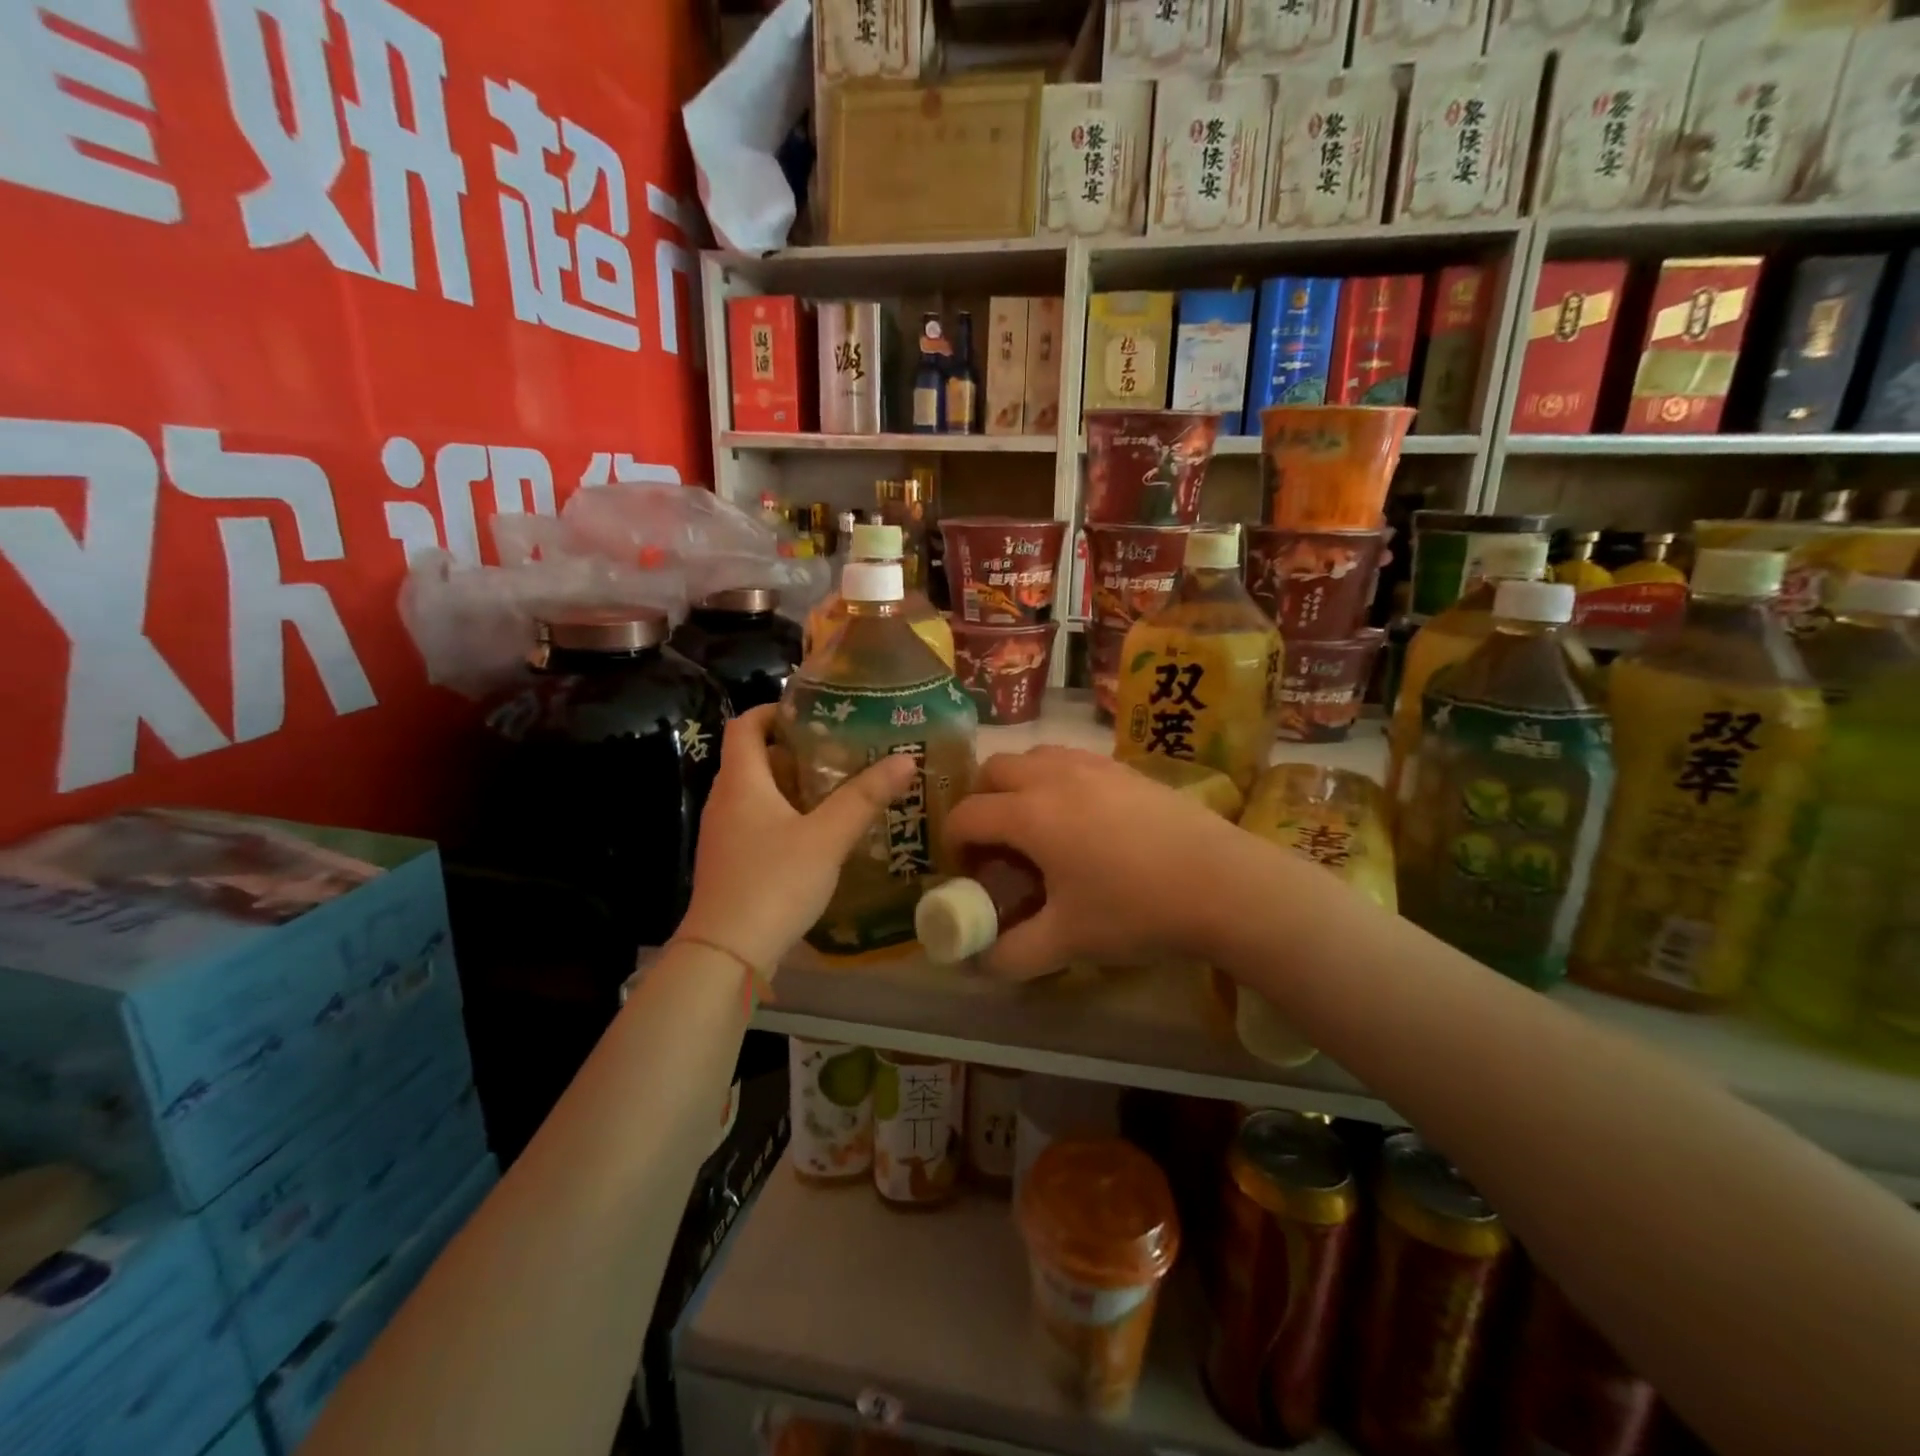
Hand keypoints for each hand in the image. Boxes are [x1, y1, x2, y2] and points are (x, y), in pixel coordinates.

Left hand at [679, 705, 917, 972]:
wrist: (727, 955)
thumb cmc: (773, 883)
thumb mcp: (826, 837)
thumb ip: (865, 798)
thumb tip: (905, 759)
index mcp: (741, 782)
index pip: (746, 725)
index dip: (774, 710)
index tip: (814, 712)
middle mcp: (725, 801)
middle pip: (755, 759)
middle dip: (796, 751)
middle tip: (842, 750)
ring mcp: (724, 835)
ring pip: (759, 794)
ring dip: (794, 786)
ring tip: (840, 788)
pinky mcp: (731, 863)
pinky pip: (759, 823)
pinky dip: (787, 817)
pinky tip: (821, 834)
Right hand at [943, 747, 1249, 979]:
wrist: (1221, 882)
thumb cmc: (1134, 909)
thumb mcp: (1067, 941)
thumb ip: (1013, 953)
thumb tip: (983, 963)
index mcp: (1029, 814)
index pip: (967, 814)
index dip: (955, 842)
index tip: (966, 870)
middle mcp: (1053, 777)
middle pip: (994, 769)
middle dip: (982, 801)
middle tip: (997, 843)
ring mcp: (1093, 765)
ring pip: (1035, 756)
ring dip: (1019, 783)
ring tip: (1039, 825)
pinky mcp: (1125, 767)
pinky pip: (1072, 760)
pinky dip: (1057, 779)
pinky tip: (1084, 818)